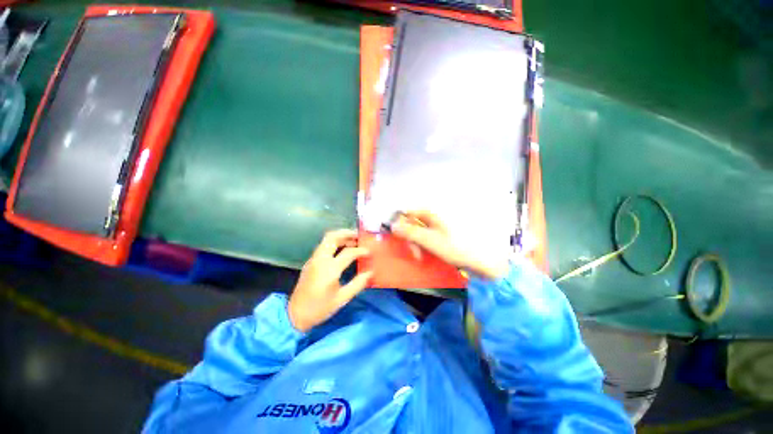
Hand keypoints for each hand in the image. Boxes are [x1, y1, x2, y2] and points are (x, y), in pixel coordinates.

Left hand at [288, 229, 372, 331]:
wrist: (295, 315)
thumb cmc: (320, 308)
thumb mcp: (342, 299)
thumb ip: (358, 284)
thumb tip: (370, 272)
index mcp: (329, 269)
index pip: (348, 252)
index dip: (360, 251)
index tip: (369, 252)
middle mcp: (320, 260)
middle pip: (332, 237)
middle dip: (347, 233)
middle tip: (359, 236)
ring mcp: (313, 259)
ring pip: (326, 240)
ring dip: (340, 237)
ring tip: (353, 241)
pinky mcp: (310, 262)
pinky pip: (323, 246)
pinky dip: (334, 243)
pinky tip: (342, 249)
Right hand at [391, 210, 508, 280]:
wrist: (482, 259)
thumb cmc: (455, 247)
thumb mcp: (430, 240)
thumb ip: (410, 232)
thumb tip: (392, 225)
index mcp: (431, 212)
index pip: (407, 213)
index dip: (401, 225)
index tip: (401, 240)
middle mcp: (433, 215)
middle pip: (412, 222)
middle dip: (410, 238)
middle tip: (415, 254)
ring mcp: (438, 224)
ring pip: (418, 231)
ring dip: (416, 243)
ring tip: (421, 256)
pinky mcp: (442, 233)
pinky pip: (426, 236)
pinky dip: (424, 245)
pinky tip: (427, 254)